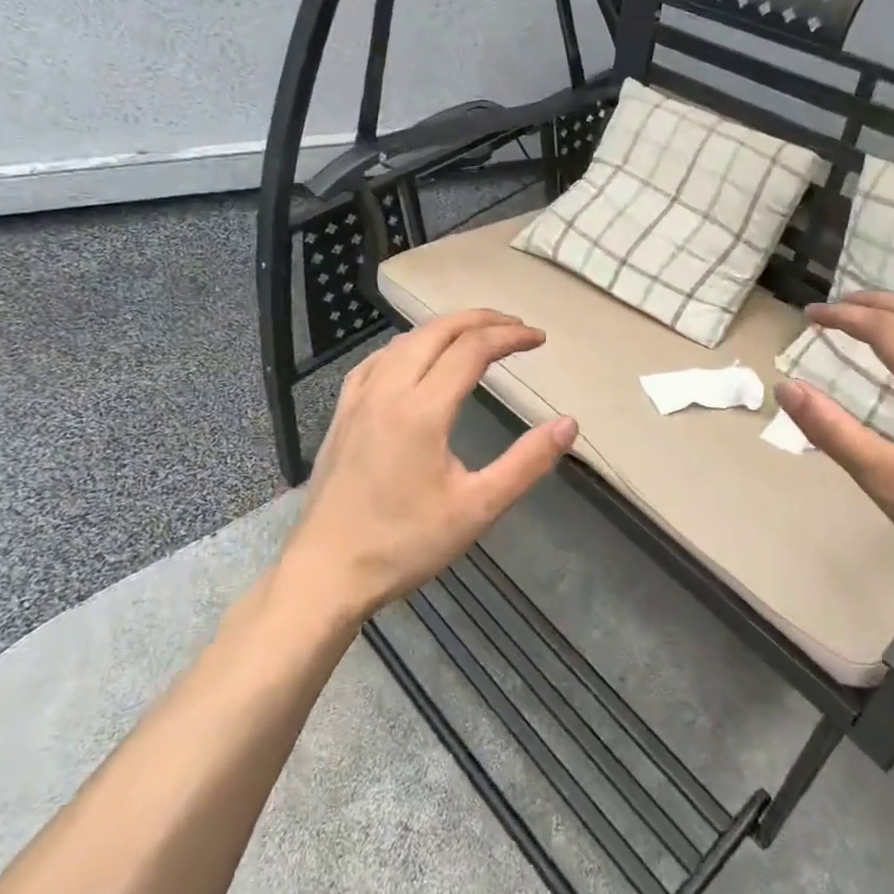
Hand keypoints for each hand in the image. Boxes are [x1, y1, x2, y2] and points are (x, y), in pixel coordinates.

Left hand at [275, 310, 577, 620]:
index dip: (509, 337)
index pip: (472, 349)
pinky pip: (377, 360)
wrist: (325, 574)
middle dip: (481, 320)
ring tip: (476, 336)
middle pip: (438, 331)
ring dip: (445, 328)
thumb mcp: (477, 509)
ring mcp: (358, 400)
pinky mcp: (342, 414)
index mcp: (421, 410)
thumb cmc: (404, 545)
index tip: (539, 339)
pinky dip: (408, 346)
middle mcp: (388, 391)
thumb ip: (526, 463)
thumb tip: (569, 424)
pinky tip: (415, 358)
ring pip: (405, 341)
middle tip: (516, 327)